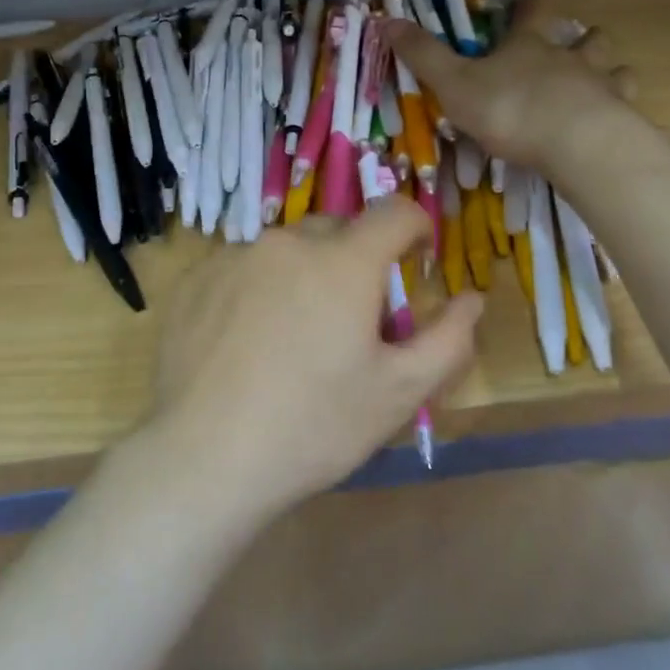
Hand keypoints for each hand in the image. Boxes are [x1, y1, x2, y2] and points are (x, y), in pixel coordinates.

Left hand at [142, 198, 483, 526]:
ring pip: (286, 250)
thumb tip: (472, 298)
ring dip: (303, 274)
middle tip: (353, 316)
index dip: (415, 227)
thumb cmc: (314, 426)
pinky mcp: (196, 279)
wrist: (204, 458)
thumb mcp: (397, 392)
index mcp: (343, 261)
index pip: (394, 212)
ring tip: (294, 335)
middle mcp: (287, 242)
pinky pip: (242, 267)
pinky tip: (247, 342)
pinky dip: (258, 288)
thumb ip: (447, 339)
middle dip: (356, 258)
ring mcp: (234, 256)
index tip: (416, 258)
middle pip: (337, 229)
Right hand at [381, 0, 638, 169]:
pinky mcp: (621, 118)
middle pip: (586, 37)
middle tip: (581, 41)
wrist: (574, 143)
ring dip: (610, 69)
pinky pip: (627, 104)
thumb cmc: (509, 108)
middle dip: (584, 36)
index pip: (533, 12)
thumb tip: (386, 20)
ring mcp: (602, 86)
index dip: (532, 0)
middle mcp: (569, 58)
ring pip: (614, 67)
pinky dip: (623, 107)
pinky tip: (618, 118)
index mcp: (529, 46)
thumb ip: (423, 55)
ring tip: (606, 79)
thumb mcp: (454, 82)